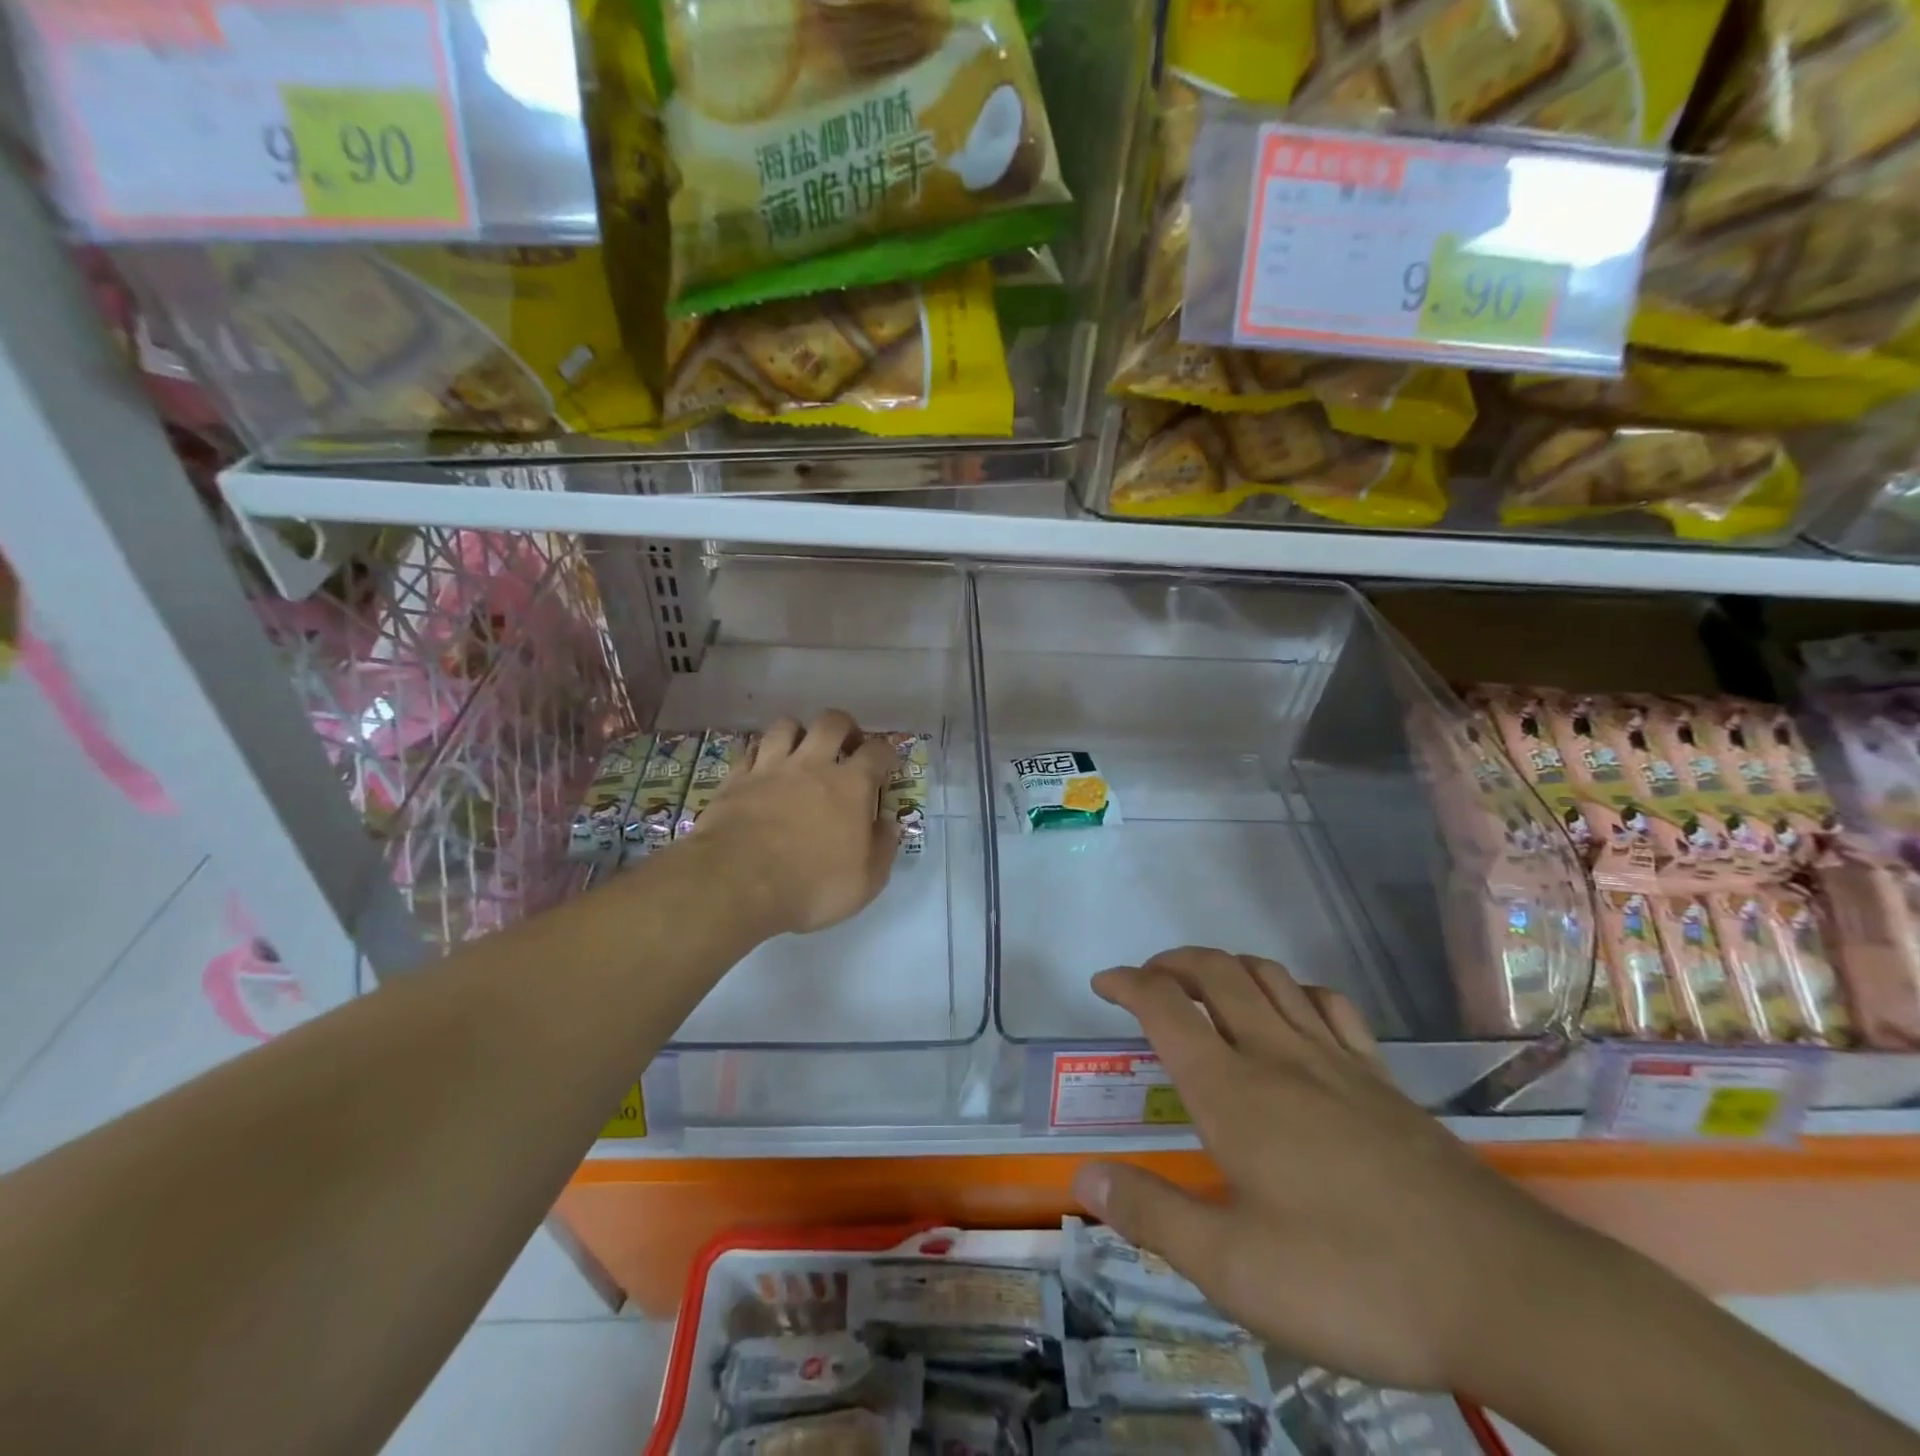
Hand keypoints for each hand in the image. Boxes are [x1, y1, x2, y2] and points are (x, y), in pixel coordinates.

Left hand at [690, 710, 897, 936]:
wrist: (737, 883)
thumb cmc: (811, 886)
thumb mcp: (865, 881)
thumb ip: (882, 849)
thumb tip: (888, 826)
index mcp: (851, 786)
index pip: (878, 752)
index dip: (886, 753)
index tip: (887, 763)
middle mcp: (813, 765)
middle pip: (832, 722)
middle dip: (844, 727)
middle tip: (847, 745)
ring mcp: (771, 768)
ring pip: (786, 726)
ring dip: (798, 732)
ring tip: (801, 749)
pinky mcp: (736, 779)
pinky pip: (751, 750)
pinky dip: (761, 754)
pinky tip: (763, 767)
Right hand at [1072, 947, 1609, 1392]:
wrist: (1502, 1290)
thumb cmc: (1352, 1279)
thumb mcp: (1233, 1268)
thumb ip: (1152, 1216)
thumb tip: (1084, 1177)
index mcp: (1232, 1090)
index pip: (1165, 1007)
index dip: (1127, 983)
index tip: (1102, 983)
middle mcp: (1277, 1054)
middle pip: (1216, 972)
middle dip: (1173, 961)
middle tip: (1148, 978)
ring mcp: (1335, 1059)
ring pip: (1269, 977)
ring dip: (1227, 965)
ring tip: (1206, 984)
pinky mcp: (1380, 1078)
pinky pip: (1328, 1004)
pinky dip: (1293, 989)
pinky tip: (1292, 1010)